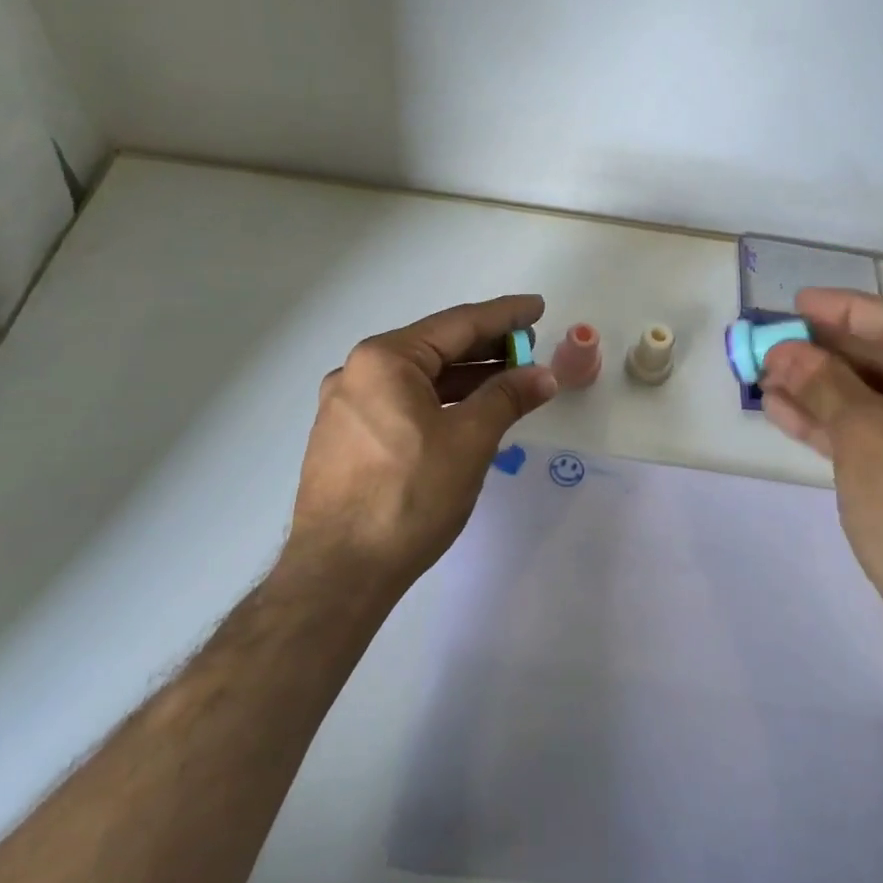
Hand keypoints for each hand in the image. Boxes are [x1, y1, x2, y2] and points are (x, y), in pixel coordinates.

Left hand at [288, 295, 558, 593]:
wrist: (339, 574)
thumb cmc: (408, 496)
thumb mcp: (469, 441)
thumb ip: (507, 397)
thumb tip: (543, 375)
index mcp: (384, 360)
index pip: (457, 324)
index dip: (504, 315)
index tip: (537, 307)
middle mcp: (357, 372)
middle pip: (435, 348)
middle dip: (486, 347)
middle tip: (529, 346)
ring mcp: (345, 407)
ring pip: (418, 379)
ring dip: (465, 378)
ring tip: (508, 380)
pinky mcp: (344, 439)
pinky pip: (401, 404)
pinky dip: (439, 402)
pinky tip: (466, 413)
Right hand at [759, 288, 882, 657]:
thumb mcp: (865, 436)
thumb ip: (823, 384)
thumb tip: (785, 350)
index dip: (845, 310)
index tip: (796, 304)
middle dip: (826, 354)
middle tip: (774, 344)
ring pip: (879, 401)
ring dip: (822, 390)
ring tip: (765, 379)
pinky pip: (881, 437)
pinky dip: (837, 426)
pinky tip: (786, 415)